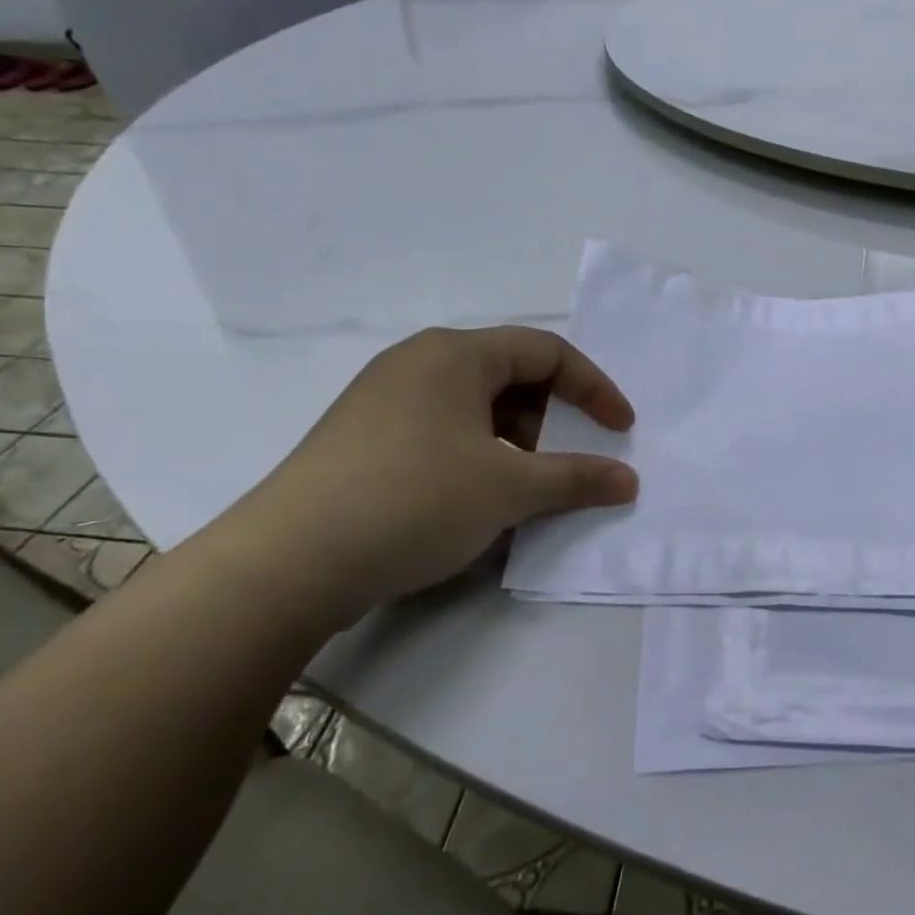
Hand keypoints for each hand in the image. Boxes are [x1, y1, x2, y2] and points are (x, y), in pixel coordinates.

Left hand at [214, 327, 635, 624]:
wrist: (286, 563)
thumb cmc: (412, 501)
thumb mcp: (508, 490)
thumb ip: (576, 479)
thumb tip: (628, 481)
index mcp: (454, 355)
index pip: (546, 351)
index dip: (594, 388)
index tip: (622, 429)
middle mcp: (418, 364)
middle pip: (511, 376)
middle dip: (553, 419)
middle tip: (569, 464)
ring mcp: (384, 401)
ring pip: (476, 409)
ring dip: (517, 443)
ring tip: (526, 490)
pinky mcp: (364, 440)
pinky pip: (443, 433)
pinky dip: (478, 458)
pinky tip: (478, 503)